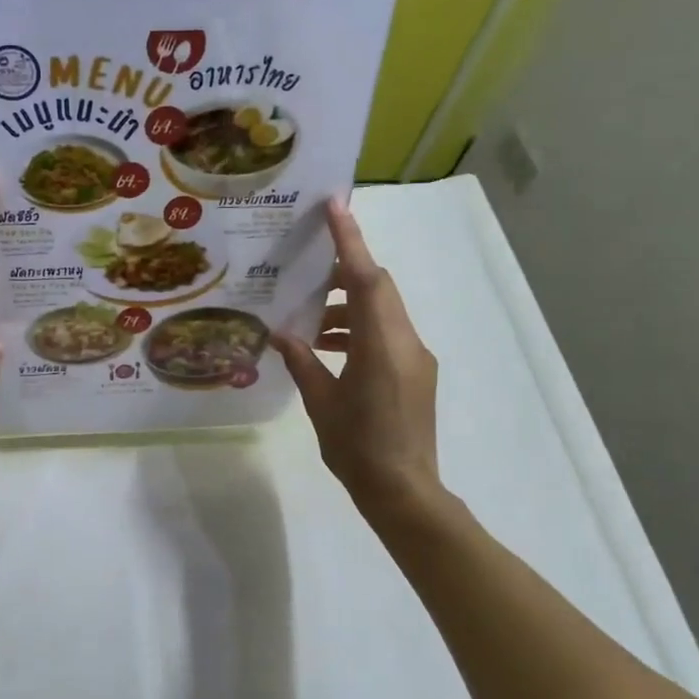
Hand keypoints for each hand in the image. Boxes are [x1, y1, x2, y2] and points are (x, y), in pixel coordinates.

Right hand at [271, 199, 445, 519]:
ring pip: (381, 311)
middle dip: (344, 272)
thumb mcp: (322, 403)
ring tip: (307, 323)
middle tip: (305, 273)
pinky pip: (385, 334)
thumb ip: (303, 361)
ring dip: (346, 308)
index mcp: (381, 345)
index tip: (335, 206)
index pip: (366, 279)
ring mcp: (415, 358)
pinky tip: (327, 349)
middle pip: (377, 288)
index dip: (350, 240)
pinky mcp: (416, 373)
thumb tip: (283, 333)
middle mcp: (405, 342)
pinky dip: (357, 331)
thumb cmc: (358, 449)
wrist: (404, 493)